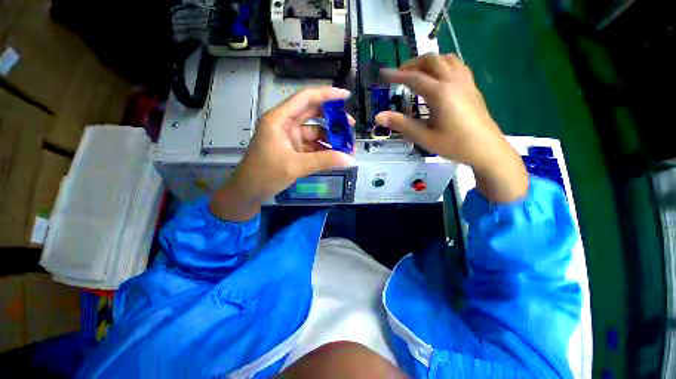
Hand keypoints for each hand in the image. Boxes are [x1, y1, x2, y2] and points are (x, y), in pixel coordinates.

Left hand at [210, 87, 355, 220]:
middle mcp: (285, 125)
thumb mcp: (296, 166)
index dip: (327, 95)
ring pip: (314, 133)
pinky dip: (323, 150)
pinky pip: (312, 146)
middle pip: (312, 114)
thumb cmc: (265, 174)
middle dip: (332, 120)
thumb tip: (350, 160)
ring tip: (347, 147)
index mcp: (280, 119)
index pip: (305, 98)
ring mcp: (289, 138)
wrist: (248, 193)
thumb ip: (324, 161)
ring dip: (330, 139)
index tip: (346, 96)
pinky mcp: (293, 150)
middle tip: (350, 127)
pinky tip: (336, 156)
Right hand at [376, 54, 527, 201]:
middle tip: (400, 75)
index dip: (396, 75)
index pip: (414, 77)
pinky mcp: (472, 86)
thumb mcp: (424, 136)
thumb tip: (378, 117)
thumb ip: (401, 124)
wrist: (486, 148)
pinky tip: (439, 78)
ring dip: (429, 62)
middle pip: (431, 60)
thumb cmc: (453, 144)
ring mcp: (465, 82)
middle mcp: (453, 81)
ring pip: (446, 59)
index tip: (383, 73)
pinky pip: (456, 65)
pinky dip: (443, 65)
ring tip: (418, 74)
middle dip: (413, 64)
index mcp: (440, 93)